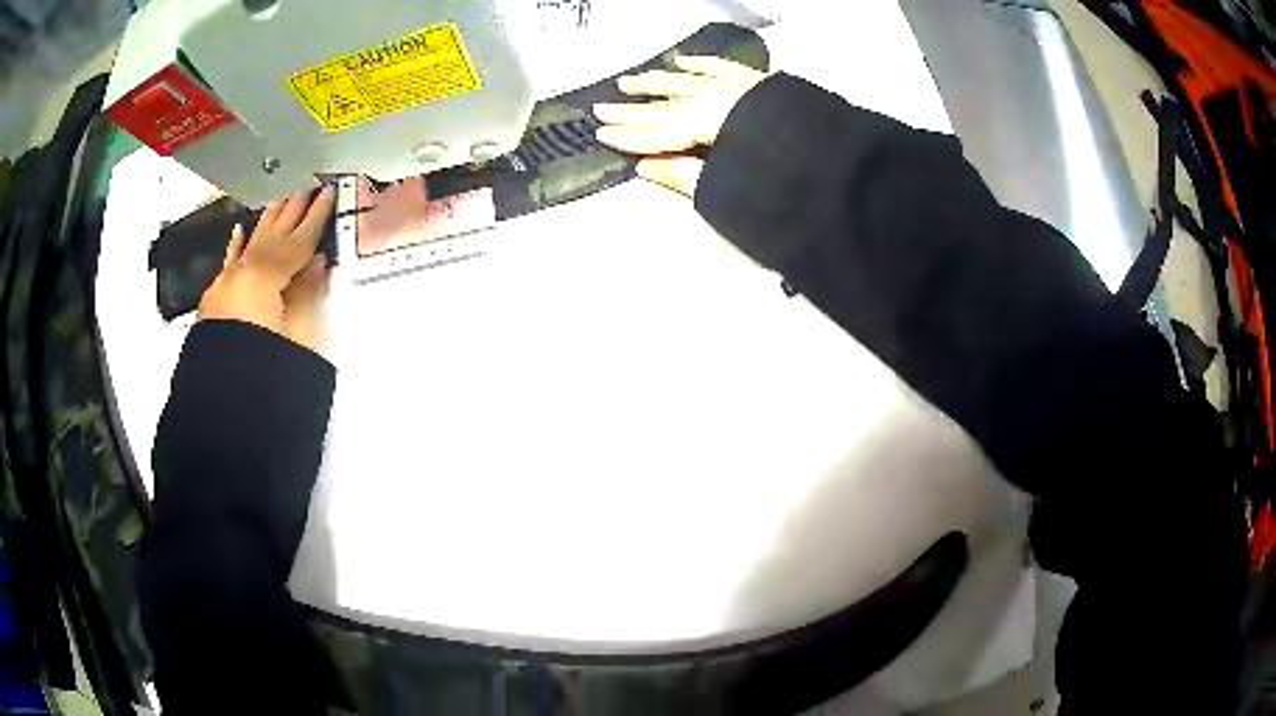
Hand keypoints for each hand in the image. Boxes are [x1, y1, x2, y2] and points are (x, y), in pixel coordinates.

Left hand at [199, 187, 335, 356]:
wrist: (225, 411)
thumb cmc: (268, 372)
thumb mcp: (300, 336)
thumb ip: (309, 294)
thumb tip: (319, 265)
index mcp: (263, 279)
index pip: (297, 242)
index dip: (316, 218)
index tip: (329, 192)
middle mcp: (240, 275)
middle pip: (271, 237)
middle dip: (290, 212)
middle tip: (306, 186)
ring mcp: (224, 288)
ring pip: (249, 246)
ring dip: (266, 222)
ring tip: (281, 198)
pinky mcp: (215, 303)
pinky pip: (226, 266)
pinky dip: (235, 248)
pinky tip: (239, 230)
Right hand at [593, 55, 767, 196]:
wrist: (836, 161)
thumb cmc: (782, 176)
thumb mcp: (727, 185)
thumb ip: (684, 175)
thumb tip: (647, 167)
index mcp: (709, 121)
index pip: (659, 132)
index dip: (628, 136)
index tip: (602, 134)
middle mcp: (720, 97)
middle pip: (667, 105)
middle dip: (632, 109)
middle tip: (603, 108)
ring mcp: (741, 88)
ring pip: (689, 81)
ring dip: (658, 82)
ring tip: (631, 81)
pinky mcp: (763, 84)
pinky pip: (723, 69)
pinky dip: (701, 65)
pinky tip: (683, 62)